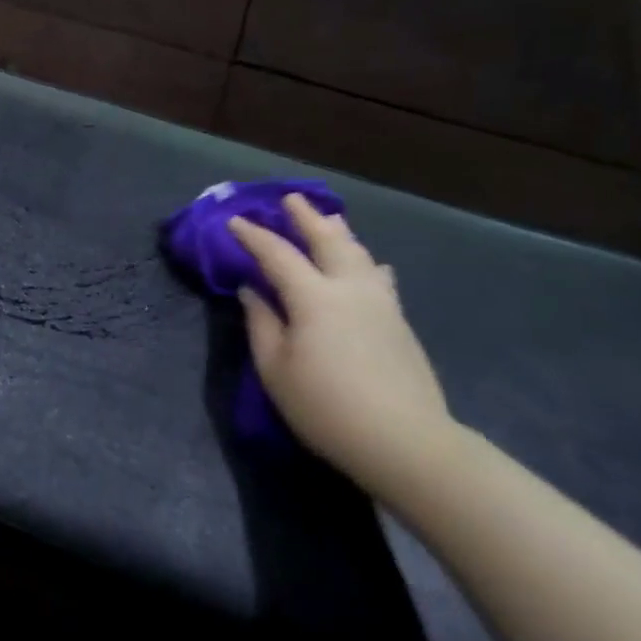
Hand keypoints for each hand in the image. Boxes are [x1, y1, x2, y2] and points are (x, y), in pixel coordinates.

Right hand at [228, 194, 457, 489]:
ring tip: (329, 219)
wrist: (405, 441)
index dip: (253, 236)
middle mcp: (350, 289)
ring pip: (359, 254)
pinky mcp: (399, 322)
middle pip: (328, 240)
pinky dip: (365, 261)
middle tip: (290, 199)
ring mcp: (381, 304)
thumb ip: (261, 323)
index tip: (235, 221)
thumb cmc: (325, 406)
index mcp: (314, 298)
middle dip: (306, 218)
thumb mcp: (275, 368)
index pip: (278, 254)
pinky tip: (370, 264)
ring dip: (339, 233)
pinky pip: (378, 277)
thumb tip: (252, 291)